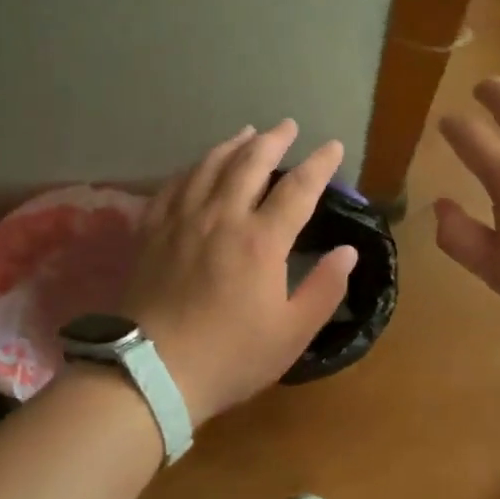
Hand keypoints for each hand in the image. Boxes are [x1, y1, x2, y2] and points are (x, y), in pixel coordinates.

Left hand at [122, 120, 356, 423]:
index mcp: (261, 240)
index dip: (320, 164)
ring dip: (233, 144)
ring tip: (247, 132)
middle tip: (288, 126)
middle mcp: (222, 217)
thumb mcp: (292, 333)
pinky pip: (173, 185)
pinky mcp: (152, 232)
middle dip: (274, 140)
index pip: (298, 188)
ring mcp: (182, 220)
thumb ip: (324, 289)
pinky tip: (198, 166)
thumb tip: (348, 252)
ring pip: (209, 166)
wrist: (151, 373)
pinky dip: (192, 168)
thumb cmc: (230, 356)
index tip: (333, 146)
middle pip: (250, 163)